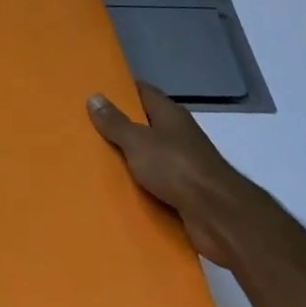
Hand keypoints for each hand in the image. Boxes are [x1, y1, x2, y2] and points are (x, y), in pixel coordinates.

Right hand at [88, 81, 254, 265]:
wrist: (218, 216)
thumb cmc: (177, 168)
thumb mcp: (138, 141)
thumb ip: (115, 122)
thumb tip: (94, 96)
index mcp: (170, 115)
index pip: (143, 92)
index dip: (121, 90)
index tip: (97, 91)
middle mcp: (178, 135)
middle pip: (145, 125)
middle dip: (120, 127)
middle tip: (87, 128)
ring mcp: (184, 165)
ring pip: (150, 157)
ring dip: (129, 160)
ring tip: (95, 160)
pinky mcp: (186, 193)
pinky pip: (156, 185)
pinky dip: (140, 187)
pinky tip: (118, 191)